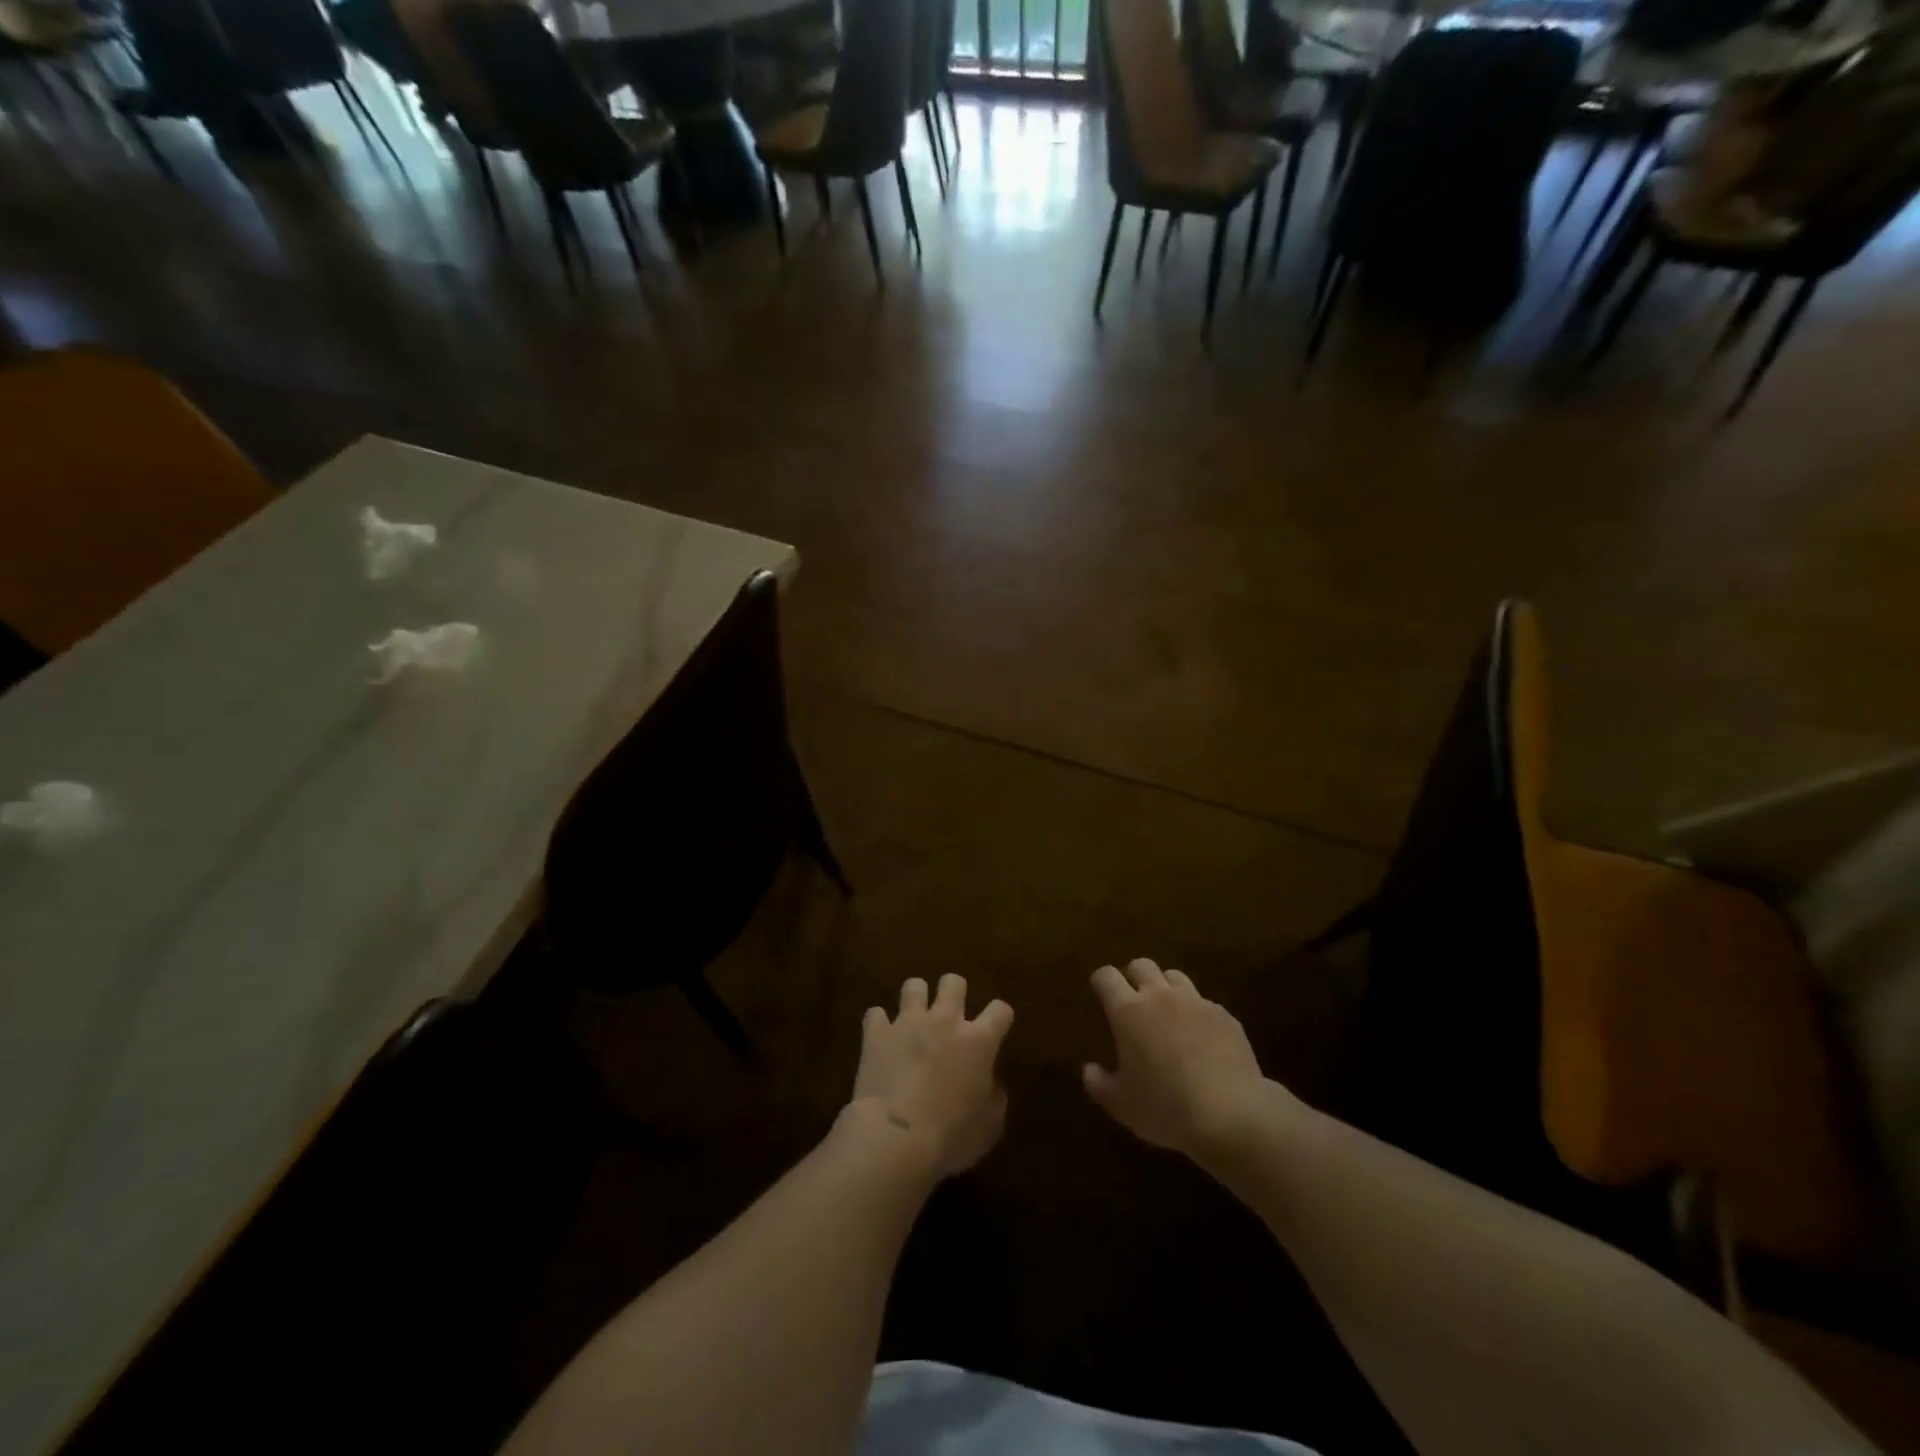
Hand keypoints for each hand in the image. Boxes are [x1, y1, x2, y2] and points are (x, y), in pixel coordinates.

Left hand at [848, 975, 1013, 1177]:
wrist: (895, 1139)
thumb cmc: (951, 1137)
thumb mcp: (989, 1126)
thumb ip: (994, 1097)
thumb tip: (990, 1084)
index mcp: (978, 1041)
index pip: (1000, 1010)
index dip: (1000, 1017)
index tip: (996, 1029)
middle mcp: (945, 1021)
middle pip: (954, 982)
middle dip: (954, 993)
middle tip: (950, 1016)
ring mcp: (907, 1022)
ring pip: (914, 986)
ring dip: (916, 1000)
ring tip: (914, 1019)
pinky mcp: (876, 1033)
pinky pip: (875, 1014)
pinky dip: (879, 1025)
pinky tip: (881, 1038)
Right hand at [1083, 959, 1275, 1157]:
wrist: (1231, 1115)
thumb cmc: (1166, 1108)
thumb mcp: (1121, 1105)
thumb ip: (1099, 1083)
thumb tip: (1089, 1069)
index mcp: (1128, 1011)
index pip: (1106, 976)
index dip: (1101, 981)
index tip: (1100, 994)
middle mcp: (1160, 997)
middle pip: (1142, 965)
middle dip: (1134, 976)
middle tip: (1133, 1000)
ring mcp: (1196, 1003)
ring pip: (1175, 977)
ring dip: (1166, 989)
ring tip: (1168, 1014)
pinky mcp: (1225, 1016)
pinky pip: (1204, 1003)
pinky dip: (1196, 1013)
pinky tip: (1201, 1039)